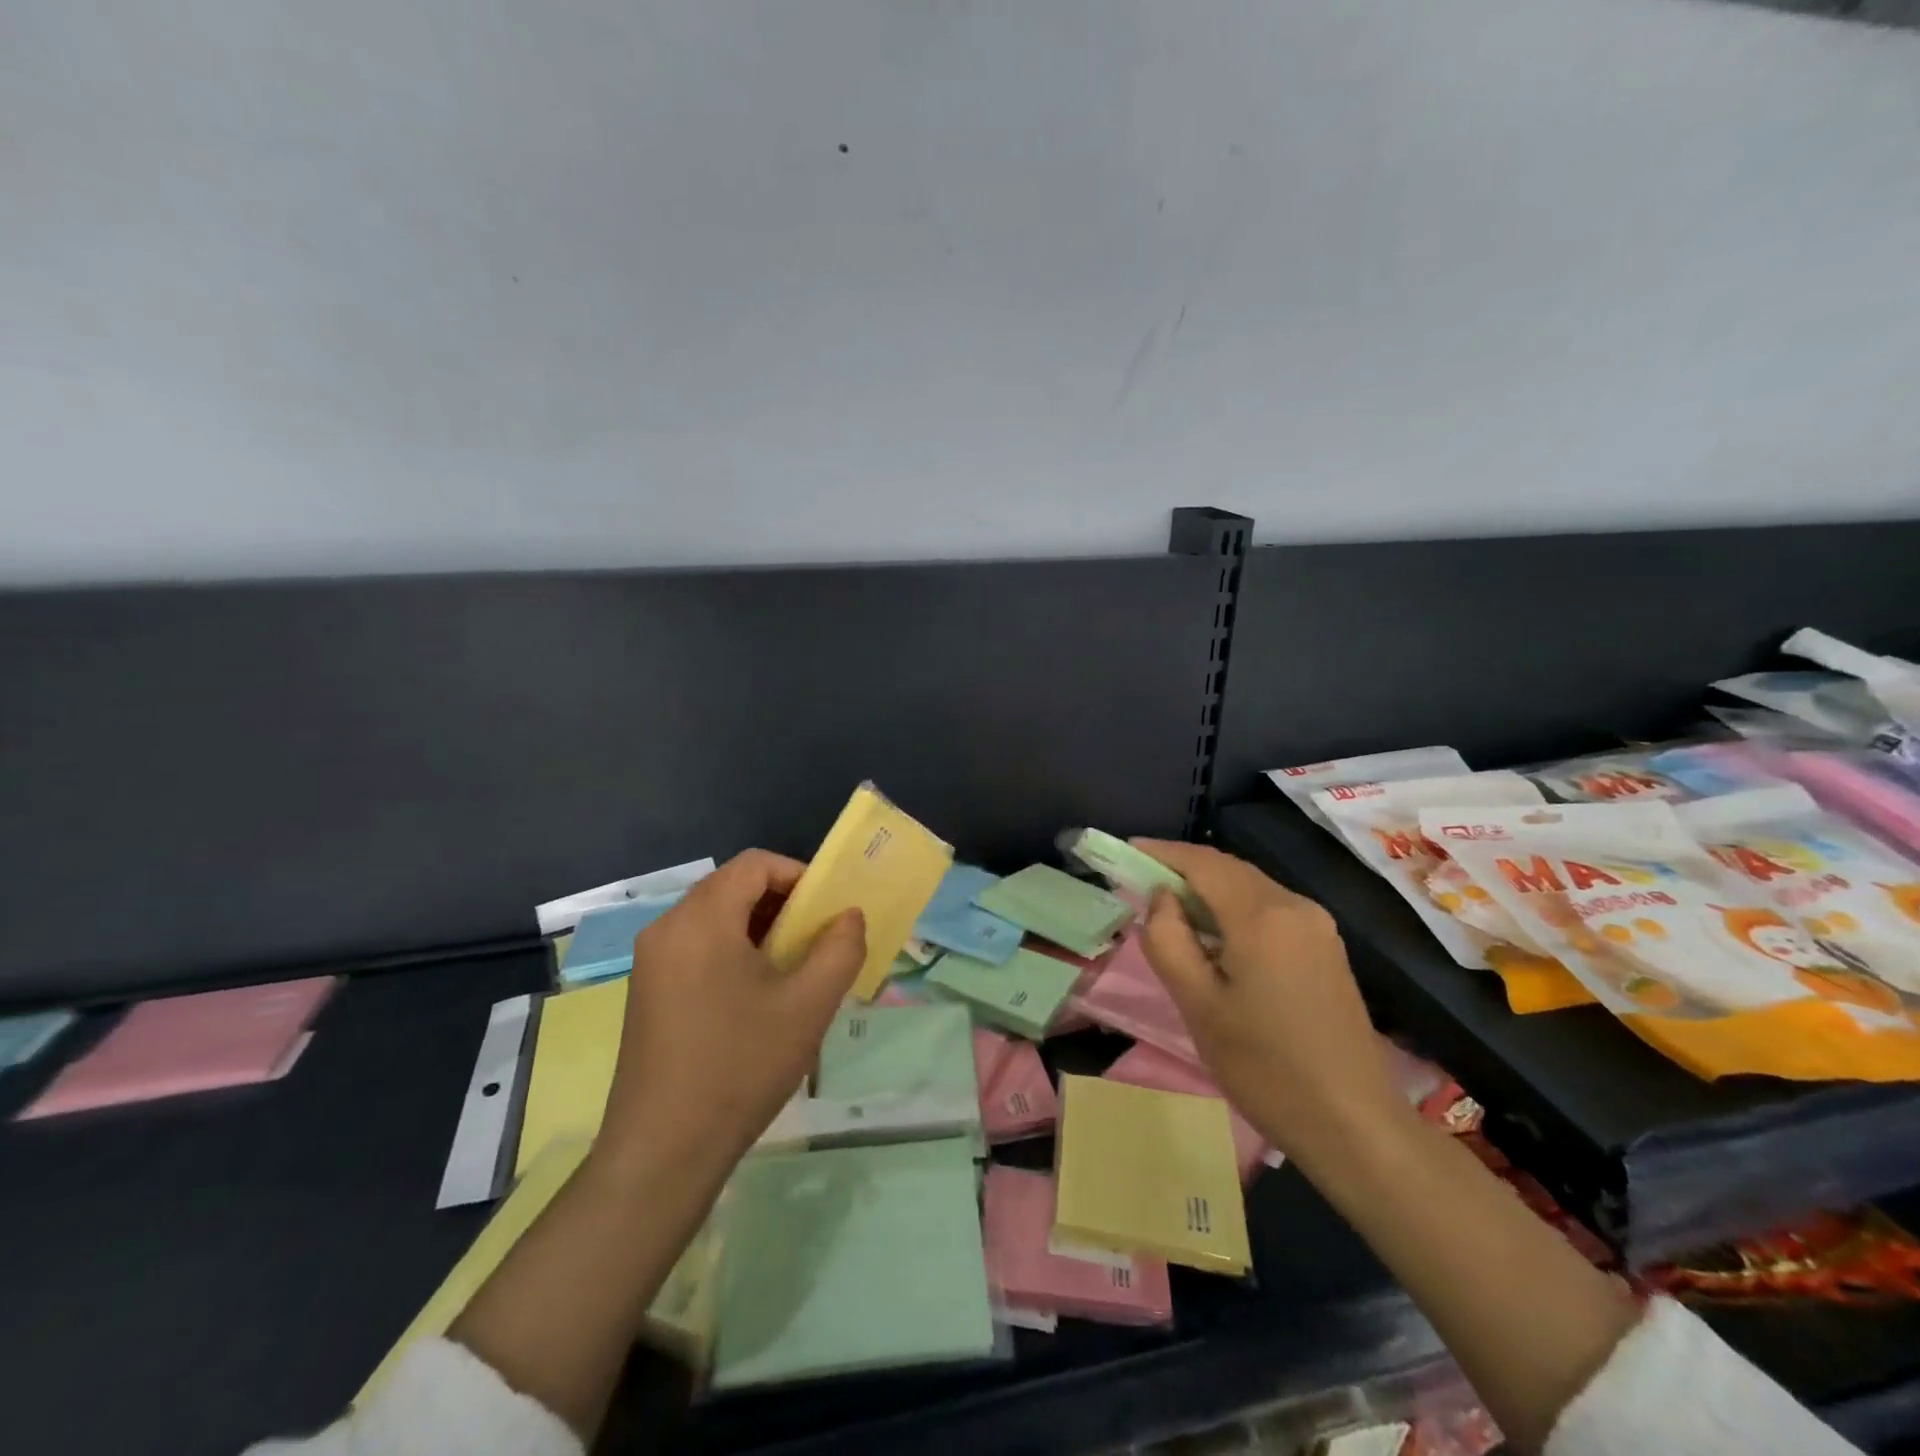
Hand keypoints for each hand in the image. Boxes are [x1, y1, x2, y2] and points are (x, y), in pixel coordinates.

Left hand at [590, 849, 866, 1192]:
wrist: (662, 1152)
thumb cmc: (740, 1067)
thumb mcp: (808, 1006)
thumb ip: (840, 948)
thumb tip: (849, 916)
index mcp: (701, 919)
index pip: (755, 864)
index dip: (798, 875)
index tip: (828, 912)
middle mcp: (667, 928)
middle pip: (732, 887)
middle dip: (781, 905)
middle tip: (815, 942)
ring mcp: (650, 961)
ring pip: (715, 918)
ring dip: (758, 930)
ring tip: (792, 972)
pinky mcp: (645, 991)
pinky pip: (696, 947)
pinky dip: (732, 951)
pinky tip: (754, 998)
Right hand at [1132, 839, 1403, 1165]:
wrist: (1354, 1125)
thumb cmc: (1264, 1067)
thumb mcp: (1197, 1005)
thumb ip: (1168, 939)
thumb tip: (1163, 898)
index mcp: (1262, 916)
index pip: (1202, 862)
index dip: (1162, 852)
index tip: (1126, 851)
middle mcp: (1295, 906)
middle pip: (1229, 870)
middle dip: (1183, 870)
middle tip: (1141, 883)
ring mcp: (1317, 926)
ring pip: (1250, 888)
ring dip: (1208, 890)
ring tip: (1171, 911)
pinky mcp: (1326, 947)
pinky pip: (1270, 909)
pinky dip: (1234, 909)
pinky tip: (1215, 937)